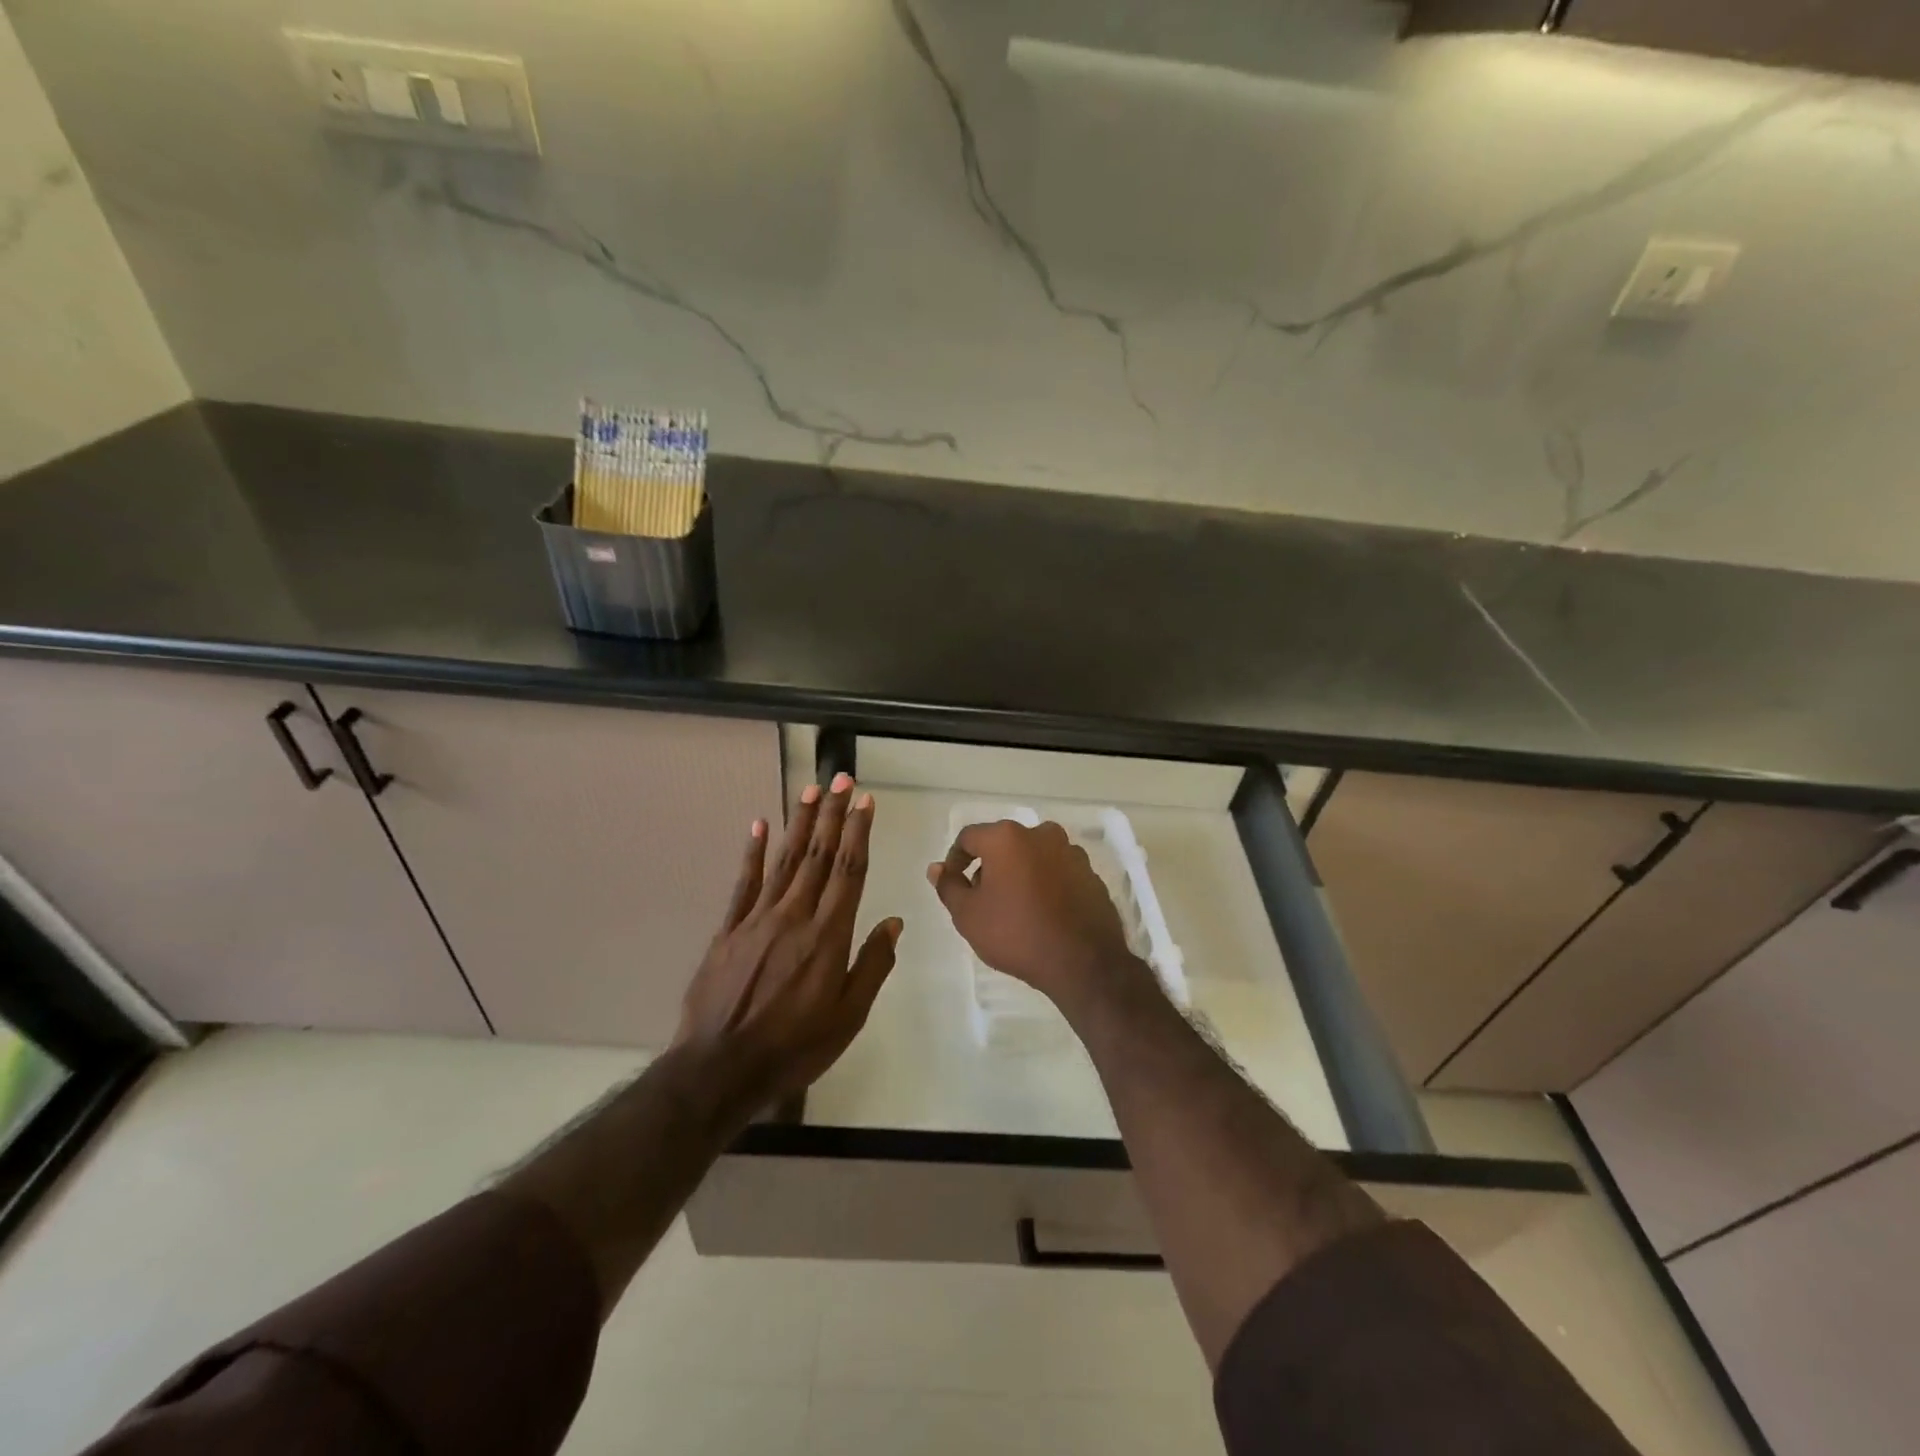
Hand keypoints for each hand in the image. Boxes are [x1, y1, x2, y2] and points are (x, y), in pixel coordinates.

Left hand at [677, 773, 901, 1104]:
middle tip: (841, 778)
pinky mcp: (729, 930)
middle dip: (832, 814)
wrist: (720, 1068)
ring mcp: (758, 919)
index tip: (865, 801)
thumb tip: (894, 922)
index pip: (849, 871)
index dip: (858, 832)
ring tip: (811, 789)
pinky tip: (760, 824)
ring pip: (785, 860)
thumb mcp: (848, 1017)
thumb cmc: (794, 1047)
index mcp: (828, 936)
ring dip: (800, 822)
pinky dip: (754, 852)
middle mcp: (795, 916)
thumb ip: (873, 965)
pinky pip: (744, 883)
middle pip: (819, 855)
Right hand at [927, 819, 1146, 1015]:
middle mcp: (1041, 834)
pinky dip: (1045, 884)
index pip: (969, 837)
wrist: (1083, 962)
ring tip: (1014, 908)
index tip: (953, 884)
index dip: (955, 860)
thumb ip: (949, 886)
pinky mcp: (1090, 873)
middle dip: (989, 866)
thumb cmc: (1017, 933)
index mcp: (1007, 837)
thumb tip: (937, 868)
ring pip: (1033, 856)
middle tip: (983, 900)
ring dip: (1019, 873)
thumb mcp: (968, 915)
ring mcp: (1071, 852)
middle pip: (1004, 844)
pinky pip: (1057, 871)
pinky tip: (1042, 913)